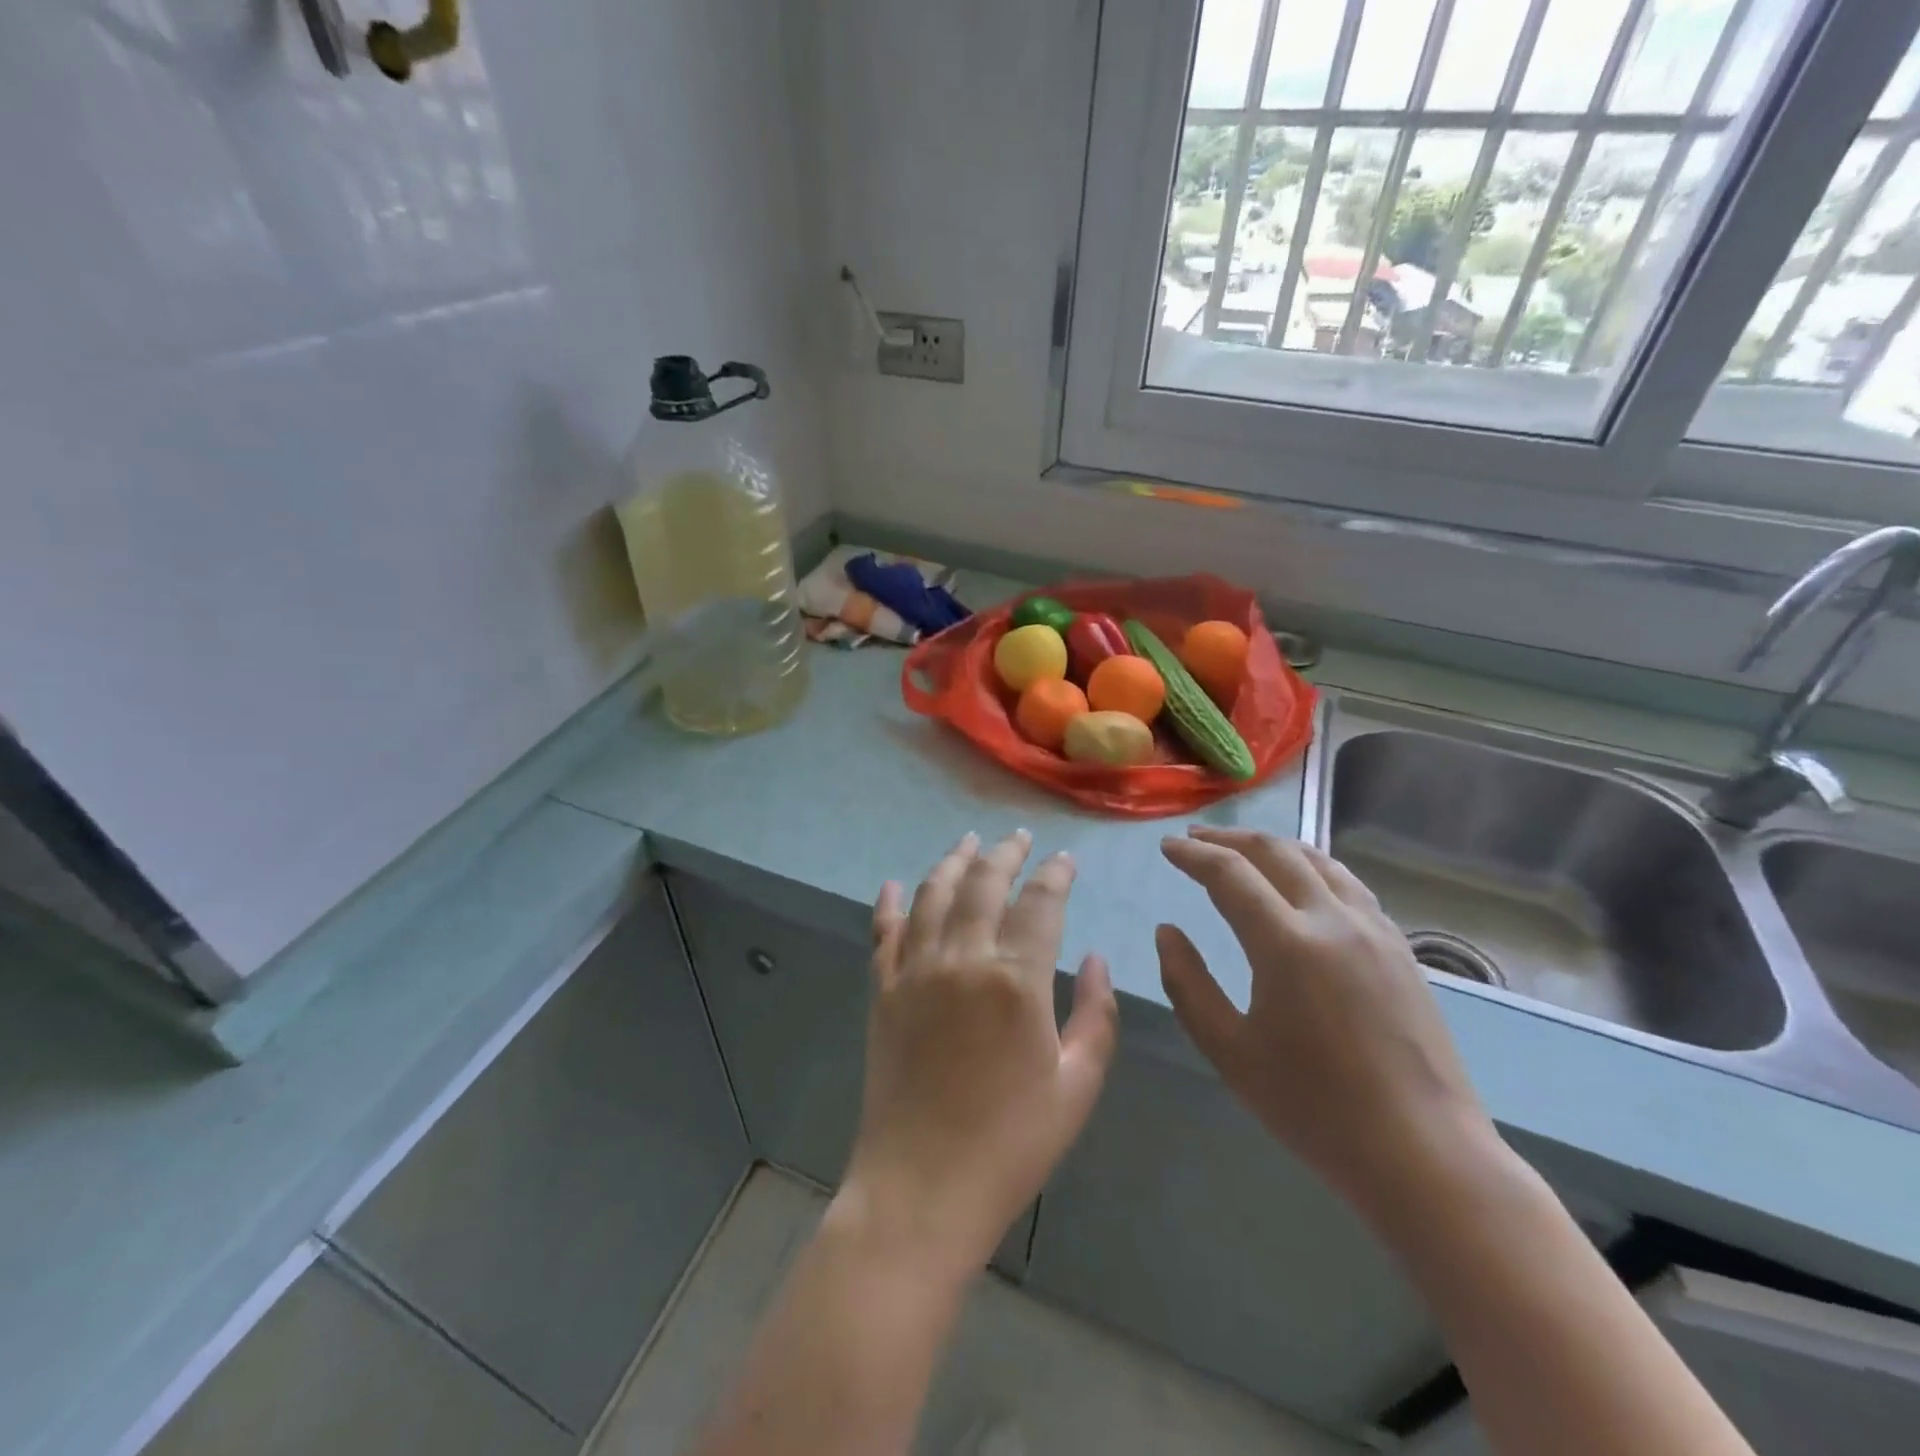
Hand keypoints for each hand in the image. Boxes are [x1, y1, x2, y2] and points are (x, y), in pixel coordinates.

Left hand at [840, 830, 1119, 1277]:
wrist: (922, 1189)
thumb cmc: (1011, 1144)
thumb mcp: (1077, 1087)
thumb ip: (1096, 1015)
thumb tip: (1097, 958)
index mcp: (1016, 980)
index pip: (1040, 903)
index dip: (1056, 875)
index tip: (1065, 859)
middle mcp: (962, 959)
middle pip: (983, 883)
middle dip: (1005, 853)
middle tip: (1018, 837)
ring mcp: (915, 971)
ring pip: (932, 895)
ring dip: (952, 862)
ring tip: (968, 841)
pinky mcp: (883, 992)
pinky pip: (883, 933)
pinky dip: (888, 903)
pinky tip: (892, 883)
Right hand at [1157, 827, 1496, 1220]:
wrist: (1424, 1154)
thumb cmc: (1315, 1109)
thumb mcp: (1230, 1052)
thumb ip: (1188, 984)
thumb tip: (1167, 932)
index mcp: (1287, 944)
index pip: (1230, 874)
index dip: (1193, 855)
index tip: (1167, 846)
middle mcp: (1333, 920)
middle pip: (1275, 852)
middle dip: (1228, 839)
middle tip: (1195, 838)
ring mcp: (1375, 929)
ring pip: (1318, 860)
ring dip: (1272, 846)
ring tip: (1242, 850)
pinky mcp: (1400, 947)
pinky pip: (1348, 884)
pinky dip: (1311, 867)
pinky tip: (1301, 882)